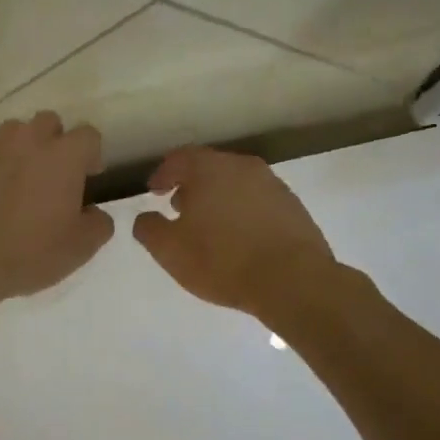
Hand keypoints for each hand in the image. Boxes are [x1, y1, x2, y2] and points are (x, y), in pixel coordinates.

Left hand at [0, 111, 112, 310]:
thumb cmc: (27, 253)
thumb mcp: (79, 249)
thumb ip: (98, 224)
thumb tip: (93, 212)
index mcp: (62, 156)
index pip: (88, 135)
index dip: (92, 154)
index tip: (88, 177)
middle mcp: (26, 140)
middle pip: (48, 123)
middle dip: (55, 142)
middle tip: (52, 176)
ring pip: (13, 134)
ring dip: (22, 151)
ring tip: (18, 183)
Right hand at [132, 147, 338, 319]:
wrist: (293, 281)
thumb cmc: (222, 260)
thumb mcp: (170, 250)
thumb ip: (149, 228)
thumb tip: (145, 217)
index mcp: (210, 169)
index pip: (180, 158)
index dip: (163, 174)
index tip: (154, 192)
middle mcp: (243, 167)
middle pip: (210, 168)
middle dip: (192, 186)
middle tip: (179, 209)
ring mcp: (273, 185)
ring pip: (236, 184)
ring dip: (219, 199)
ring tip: (210, 227)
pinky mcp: (294, 207)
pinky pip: (258, 202)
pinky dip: (243, 212)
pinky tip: (240, 238)